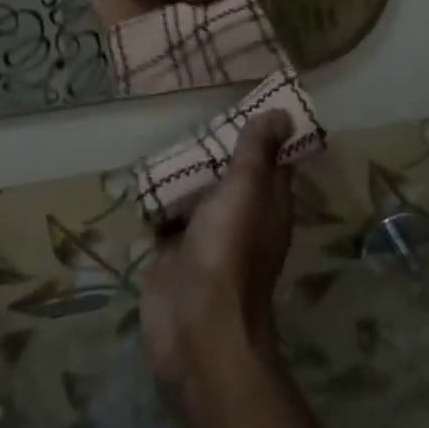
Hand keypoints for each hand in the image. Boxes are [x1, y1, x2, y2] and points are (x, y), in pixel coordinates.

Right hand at [141, 112, 293, 394]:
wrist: (195, 328)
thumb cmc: (228, 252)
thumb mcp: (246, 190)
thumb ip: (258, 152)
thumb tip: (283, 114)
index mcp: (268, 204)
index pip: (273, 159)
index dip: (266, 131)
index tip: (250, 99)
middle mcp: (241, 217)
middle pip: (231, 173)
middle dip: (216, 146)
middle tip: (196, 110)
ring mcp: (206, 236)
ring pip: (198, 193)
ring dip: (185, 170)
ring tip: (167, 134)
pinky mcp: (174, 252)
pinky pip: (167, 215)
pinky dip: (159, 198)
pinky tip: (145, 175)